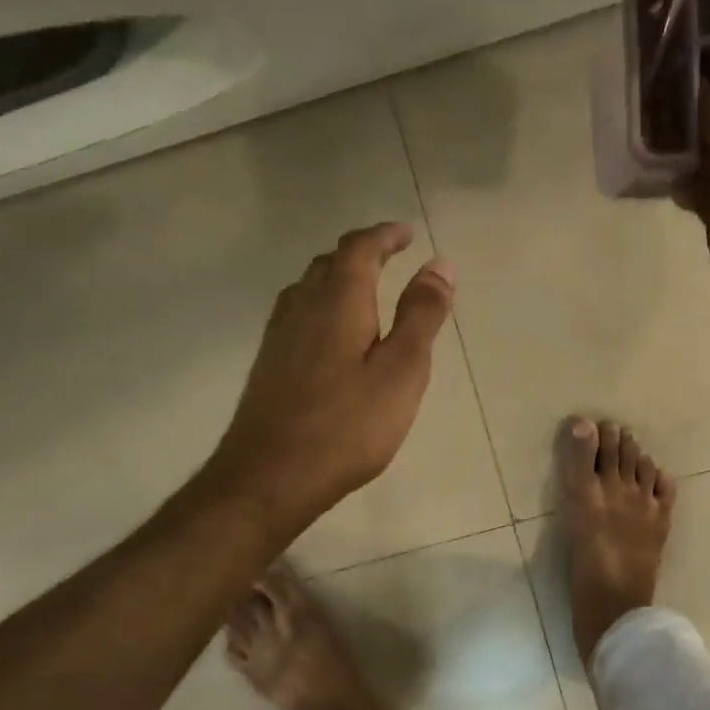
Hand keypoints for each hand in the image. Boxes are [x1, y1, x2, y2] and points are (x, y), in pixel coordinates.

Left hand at [210, 222, 454, 531]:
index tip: (407, 233)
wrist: (269, 476)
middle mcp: (302, 306)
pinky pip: (299, 313)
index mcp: (338, 300)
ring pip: (309, 287)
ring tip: (365, 287)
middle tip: (390, 256)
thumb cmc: (347, 426)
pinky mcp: (269, 363)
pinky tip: (331, 331)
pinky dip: (322, 304)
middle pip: (330, 262)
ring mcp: (279, 335)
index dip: (385, 236)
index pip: (360, 248)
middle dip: (362, 252)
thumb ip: (421, 316)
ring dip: (339, 276)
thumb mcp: (401, 371)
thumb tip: (440, 265)